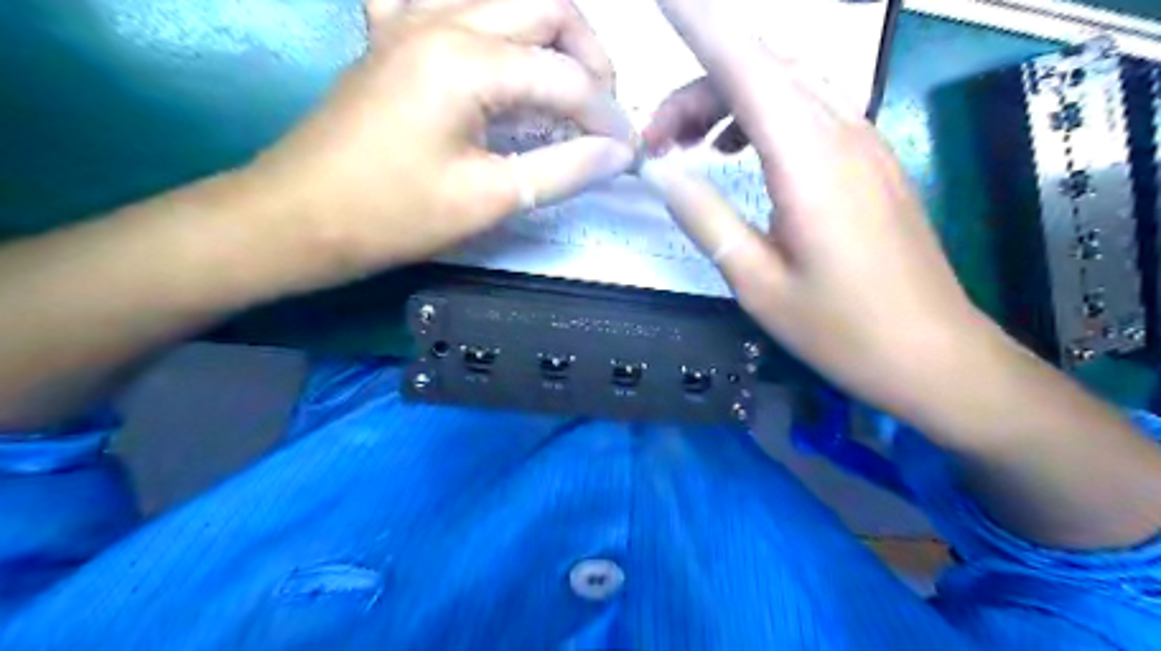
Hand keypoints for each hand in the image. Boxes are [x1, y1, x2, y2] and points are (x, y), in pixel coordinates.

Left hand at [247, 0, 638, 286]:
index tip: (627, 152)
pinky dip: (487, 20)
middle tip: (601, 111)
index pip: (566, 76)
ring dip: (549, 34)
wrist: (299, 217)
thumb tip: (618, 154)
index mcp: (466, 60)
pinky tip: (495, 53)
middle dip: (591, 57)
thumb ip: (563, 170)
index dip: (607, 116)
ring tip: (566, 84)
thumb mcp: (488, 200)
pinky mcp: (393, 32)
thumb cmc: (393, 215)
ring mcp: (411, 17)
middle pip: (546, 7)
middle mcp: (442, 16)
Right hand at [643, 0, 1007, 422]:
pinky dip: (761, 116)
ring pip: (785, 86)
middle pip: (762, 69)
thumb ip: (705, 217)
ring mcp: (863, 142)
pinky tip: (738, 151)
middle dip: (697, 85)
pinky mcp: (870, 160)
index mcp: (808, 159)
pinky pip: (807, 111)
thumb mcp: (756, 281)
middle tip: (655, 139)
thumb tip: (662, 172)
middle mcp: (840, 132)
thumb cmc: (841, 328)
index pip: (745, 66)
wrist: (932, 353)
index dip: (700, 25)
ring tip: (687, 145)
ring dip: (728, 100)